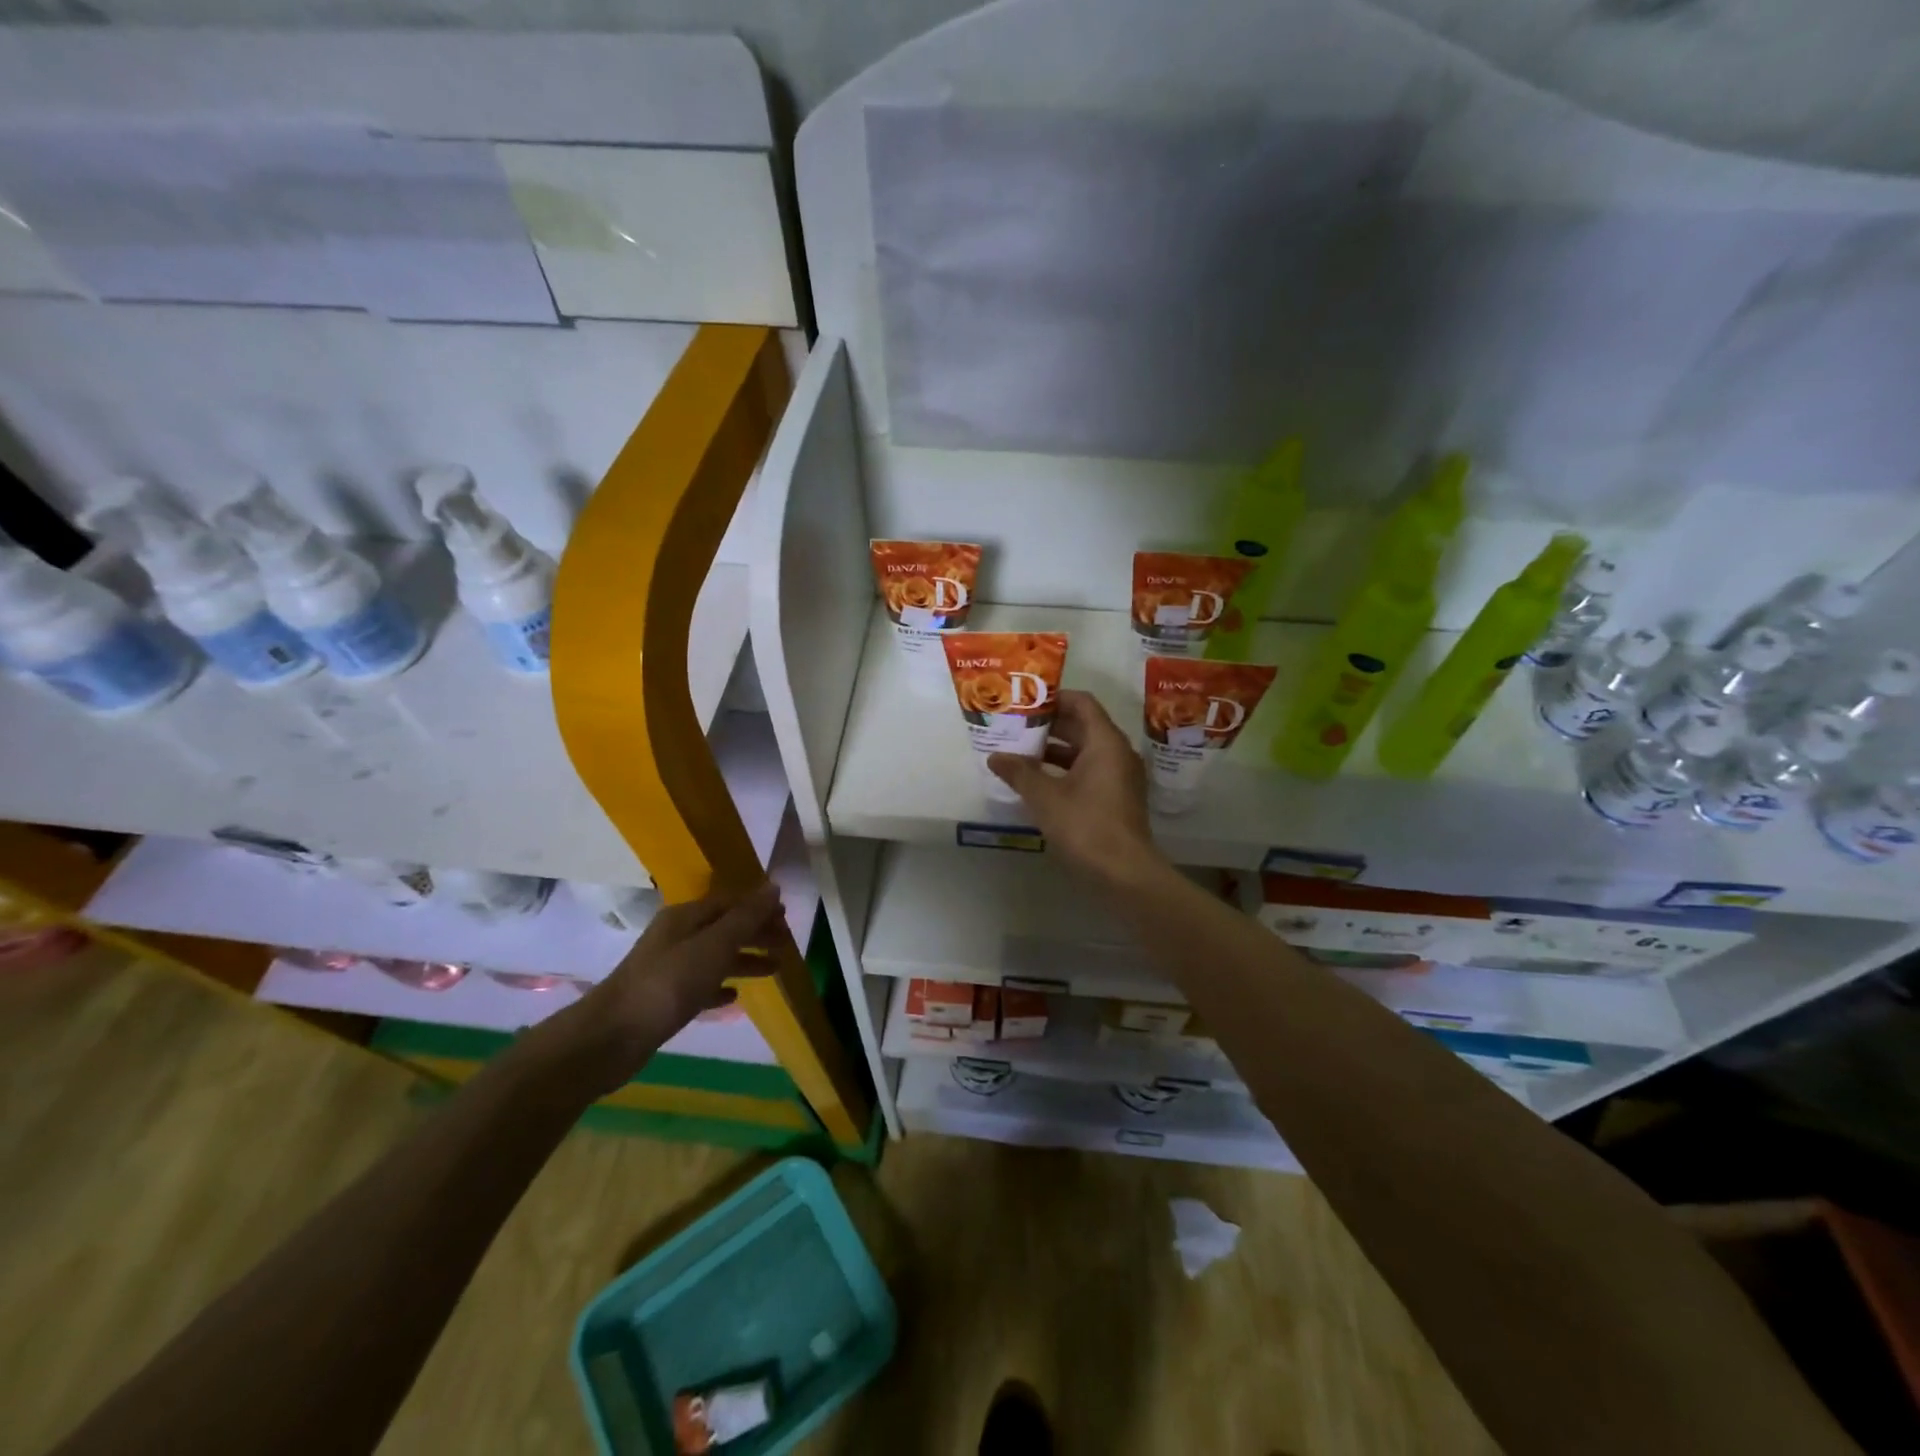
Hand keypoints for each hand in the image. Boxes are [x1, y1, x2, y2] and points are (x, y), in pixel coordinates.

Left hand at [561, 882, 783, 1090]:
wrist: (611, 1037)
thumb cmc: (668, 984)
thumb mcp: (714, 946)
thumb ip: (745, 918)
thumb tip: (773, 887)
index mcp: (686, 917)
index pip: (731, 902)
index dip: (760, 908)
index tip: (787, 918)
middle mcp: (676, 936)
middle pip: (724, 927)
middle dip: (756, 933)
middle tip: (786, 944)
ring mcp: (668, 968)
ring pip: (715, 956)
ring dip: (744, 959)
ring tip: (774, 969)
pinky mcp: (664, 998)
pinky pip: (701, 985)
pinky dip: (720, 986)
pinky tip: (734, 997)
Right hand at [988, 690, 1163, 887]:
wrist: (1124, 873)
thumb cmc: (1085, 826)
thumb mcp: (1045, 797)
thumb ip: (1019, 772)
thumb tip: (995, 756)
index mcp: (1105, 742)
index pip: (1081, 703)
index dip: (1053, 699)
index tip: (1025, 703)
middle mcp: (1117, 753)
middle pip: (1082, 725)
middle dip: (1048, 726)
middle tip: (1015, 727)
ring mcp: (1120, 776)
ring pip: (1084, 751)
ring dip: (1054, 750)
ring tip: (1020, 753)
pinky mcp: (1117, 798)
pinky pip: (1089, 771)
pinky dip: (1065, 770)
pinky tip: (1038, 782)